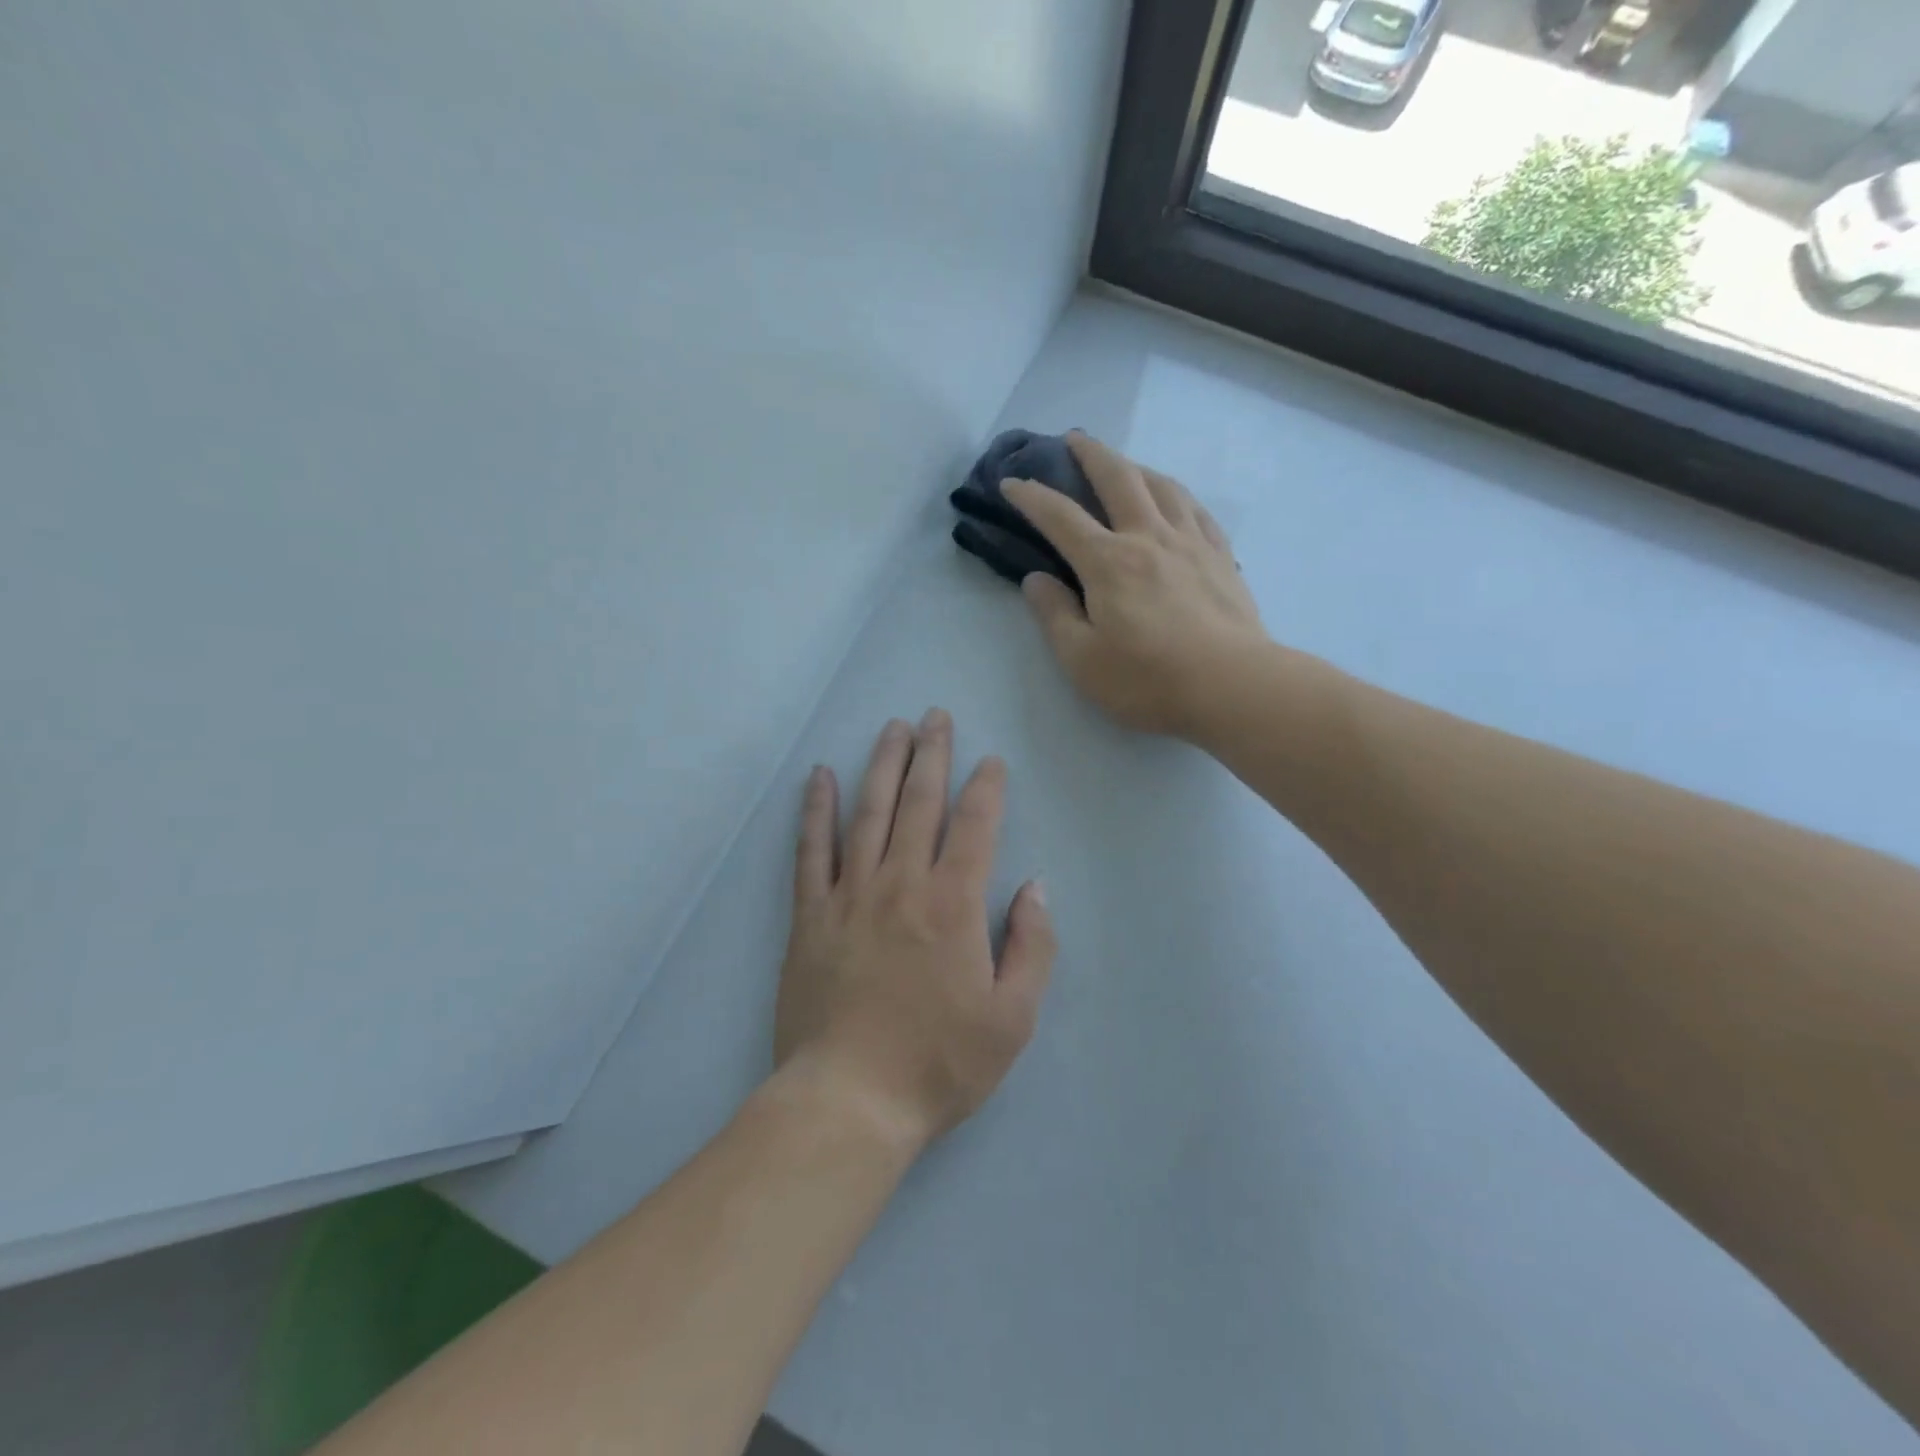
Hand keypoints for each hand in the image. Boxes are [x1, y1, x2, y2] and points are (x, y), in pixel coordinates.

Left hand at [774, 711, 1054, 1150]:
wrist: (849, 1101)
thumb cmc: (938, 1063)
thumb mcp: (1012, 1019)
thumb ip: (1031, 946)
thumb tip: (1034, 887)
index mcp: (953, 905)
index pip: (975, 827)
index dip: (986, 788)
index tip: (990, 761)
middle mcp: (901, 884)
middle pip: (919, 803)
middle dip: (931, 755)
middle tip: (935, 716)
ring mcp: (850, 896)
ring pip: (868, 813)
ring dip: (882, 765)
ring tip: (891, 728)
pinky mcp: (810, 916)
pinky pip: (811, 851)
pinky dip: (816, 810)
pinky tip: (821, 777)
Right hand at [1004, 432, 1265, 739]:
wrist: (1233, 687)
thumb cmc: (1148, 680)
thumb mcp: (1082, 660)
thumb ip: (1054, 616)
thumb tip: (1036, 580)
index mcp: (1108, 562)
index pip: (1060, 517)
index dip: (1032, 497)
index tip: (1011, 483)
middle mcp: (1148, 538)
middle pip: (1118, 479)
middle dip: (1091, 455)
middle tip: (1074, 440)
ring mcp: (1191, 543)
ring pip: (1162, 486)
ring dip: (1137, 466)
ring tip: (1125, 465)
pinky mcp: (1221, 557)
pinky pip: (1196, 510)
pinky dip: (1177, 495)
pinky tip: (1175, 500)